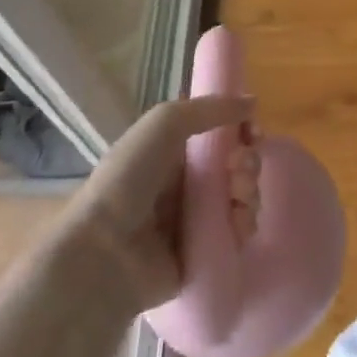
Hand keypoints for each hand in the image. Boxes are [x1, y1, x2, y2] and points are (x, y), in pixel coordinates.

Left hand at [72, 94, 257, 315]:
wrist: (104, 251)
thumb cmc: (129, 178)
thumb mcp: (165, 123)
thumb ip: (210, 108)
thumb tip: (253, 101)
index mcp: (173, 153)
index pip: (220, 137)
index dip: (241, 131)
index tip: (253, 131)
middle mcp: (185, 185)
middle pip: (235, 167)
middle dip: (248, 162)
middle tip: (239, 167)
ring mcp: (195, 222)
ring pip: (241, 199)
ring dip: (249, 191)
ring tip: (237, 196)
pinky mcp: (204, 254)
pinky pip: (237, 235)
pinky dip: (243, 225)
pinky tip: (237, 222)